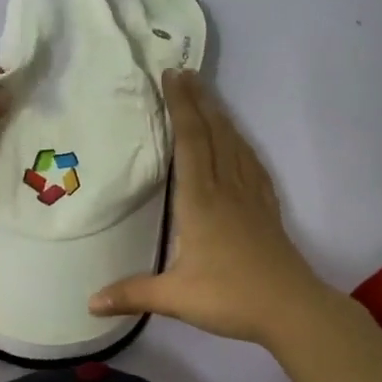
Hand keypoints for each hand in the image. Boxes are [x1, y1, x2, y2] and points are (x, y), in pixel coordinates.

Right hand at [89, 70, 334, 346]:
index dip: (180, 107)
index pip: (189, 142)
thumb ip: (132, 293)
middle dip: (197, 101)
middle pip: (212, 133)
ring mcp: (250, 196)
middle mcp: (226, 189)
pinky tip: (240, 141)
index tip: (172, 77)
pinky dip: (242, 144)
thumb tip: (89, 303)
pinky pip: (252, 164)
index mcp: (200, 201)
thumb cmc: (230, 297)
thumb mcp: (175, 297)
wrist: (292, 309)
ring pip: (234, 144)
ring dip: (219, 116)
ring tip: (208, 95)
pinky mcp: (267, 208)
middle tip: (185, 72)